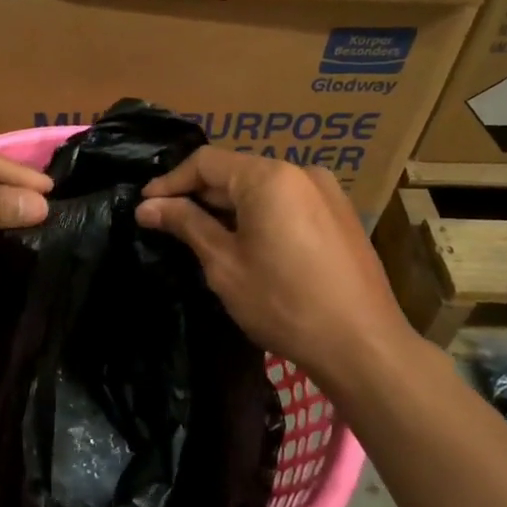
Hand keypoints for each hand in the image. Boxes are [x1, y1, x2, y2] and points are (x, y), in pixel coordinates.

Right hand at [136, 149, 418, 385]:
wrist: (362, 344)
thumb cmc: (284, 304)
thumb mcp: (225, 264)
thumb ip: (186, 225)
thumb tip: (147, 206)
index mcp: (269, 176)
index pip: (206, 161)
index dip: (170, 181)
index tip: (144, 206)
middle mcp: (301, 172)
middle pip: (236, 172)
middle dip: (199, 196)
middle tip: (167, 223)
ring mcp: (327, 192)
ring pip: (262, 188)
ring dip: (229, 207)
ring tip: (202, 236)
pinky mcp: (340, 215)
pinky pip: (288, 203)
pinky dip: (259, 215)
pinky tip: (246, 244)